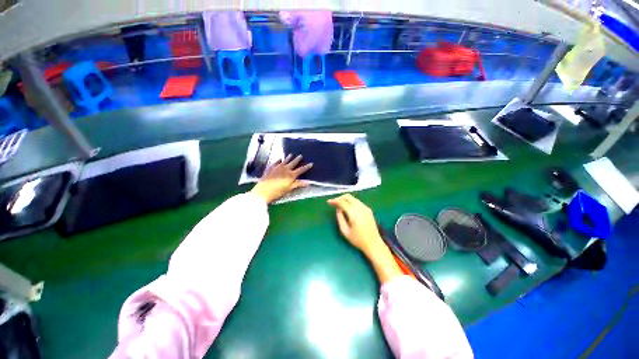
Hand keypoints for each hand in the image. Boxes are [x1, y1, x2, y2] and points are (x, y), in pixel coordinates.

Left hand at [251, 155, 312, 203]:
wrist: (264, 190)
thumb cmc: (278, 191)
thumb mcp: (289, 189)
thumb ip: (298, 184)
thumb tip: (308, 182)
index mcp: (291, 175)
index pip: (301, 170)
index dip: (306, 167)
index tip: (311, 163)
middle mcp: (285, 169)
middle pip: (293, 163)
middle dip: (297, 159)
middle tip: (301, 155)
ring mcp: (277, 167)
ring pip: (285, 160)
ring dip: (289, 157)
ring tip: (291, 154)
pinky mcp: (271, 167)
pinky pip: (276, 162)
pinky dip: (279, 160)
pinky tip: (280, 159)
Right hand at [327, 194, 384, 253]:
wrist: (374, 244)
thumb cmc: (358, 240)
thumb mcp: (345, 231)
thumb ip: (340, 218)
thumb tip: (338, 209)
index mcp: (354, 214)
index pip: (343, 202)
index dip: (335, 201)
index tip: (329, 202)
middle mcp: (361, 208)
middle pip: (348, 197)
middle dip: (340, 198)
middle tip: (334, 203)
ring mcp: (366, 208)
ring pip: (353, 198)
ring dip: (345, 199)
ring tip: (340, 205)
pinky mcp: (368, 209)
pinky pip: (358, 201)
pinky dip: (351, 202)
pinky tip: (348, 208)